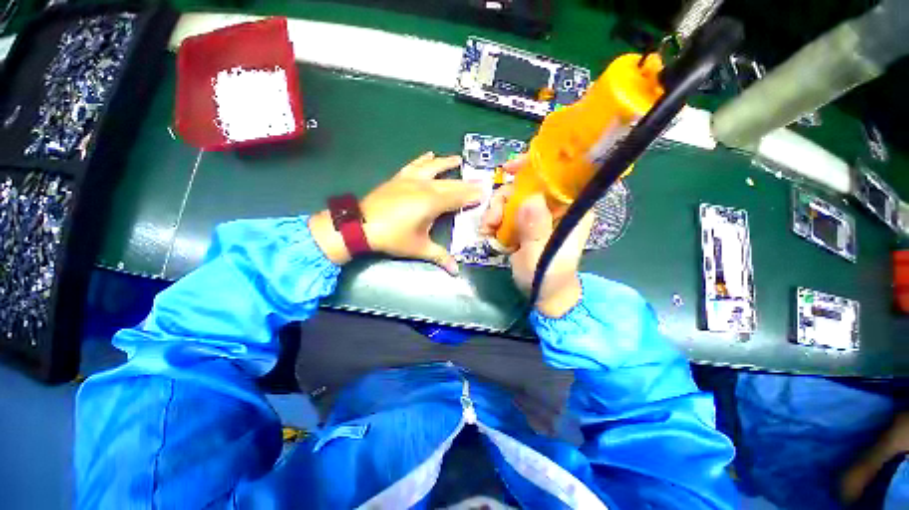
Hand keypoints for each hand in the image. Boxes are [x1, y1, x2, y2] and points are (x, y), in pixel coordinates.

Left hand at [310, 152, 482, 273]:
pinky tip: (429, 154)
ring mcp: (411, 179)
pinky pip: (414, 165)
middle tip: (480, 180)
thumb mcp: (419, 248)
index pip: (459, 197)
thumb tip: (456, 272)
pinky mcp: (399, 178)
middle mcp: (425, 186)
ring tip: (458, 159)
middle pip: (450, 183)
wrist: (360, 225)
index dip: (473, 195)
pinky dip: (423, 160)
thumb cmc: (393, 237)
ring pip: (434, 169)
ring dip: (447, 164)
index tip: (486, 192)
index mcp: (433, 202)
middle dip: (466, 183)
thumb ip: (440, 257)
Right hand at [479, 171, 592, 317]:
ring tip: (488, 230)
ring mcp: (537, 215)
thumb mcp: (541, 255)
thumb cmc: (548, 276)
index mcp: (570, 209)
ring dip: (495, 211)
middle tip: (492, 219)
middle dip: (504, 198)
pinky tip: (489, 233)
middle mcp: (554, 207)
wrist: (543, 293)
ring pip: (512, 198)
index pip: (556, 175)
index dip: (533, 166)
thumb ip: (536, 229)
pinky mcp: (524, 224)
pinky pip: (505, 212)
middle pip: (526, 186)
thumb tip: (529, 198)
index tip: (509, 169)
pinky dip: (494, 219)